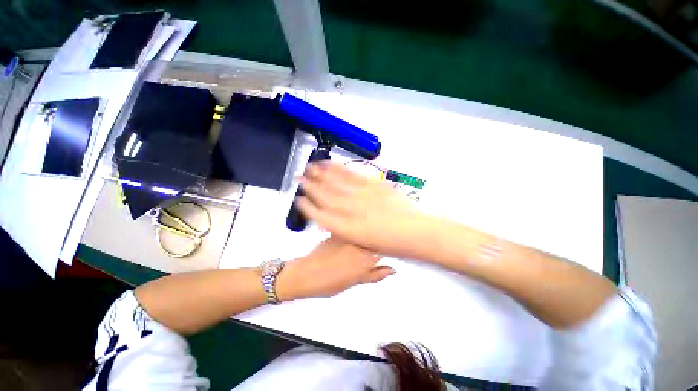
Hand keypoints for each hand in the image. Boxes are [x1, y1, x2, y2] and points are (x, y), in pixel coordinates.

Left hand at [276, 238, 393, 300]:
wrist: (306, 274)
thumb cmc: (330, 282)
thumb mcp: (356, 281)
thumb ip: (376, 274)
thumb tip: (393, 270)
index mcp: (367, 257)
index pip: (385, 246)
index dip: (387, 246)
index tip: (387, 248)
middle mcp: (359, 242)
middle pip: (374, 236)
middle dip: (375, 240)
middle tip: (370, 248)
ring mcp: (348, 235)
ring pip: (362, 232)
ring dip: (363, 236)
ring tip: (356, 245)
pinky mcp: (338, 230)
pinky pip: (349, 229)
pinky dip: (350, 233)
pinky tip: (345, 241)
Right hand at [296, 162, 435, 258]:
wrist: (417, 232)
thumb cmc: (392, 244)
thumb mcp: (365, 243)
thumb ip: (347, 231)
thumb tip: (334, 222)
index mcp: (347, 229)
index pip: (320, 216)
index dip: (307, 207)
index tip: (299, 199)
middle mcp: (351, 211)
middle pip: (325, 196)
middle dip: (310, 186)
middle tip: (299, 178)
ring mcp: (362, 196)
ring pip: (336, 183)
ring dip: (321, 174)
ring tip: (310, 166)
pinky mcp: (372, 185)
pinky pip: (352, 175)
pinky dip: (340, 169)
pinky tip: (333, 164)